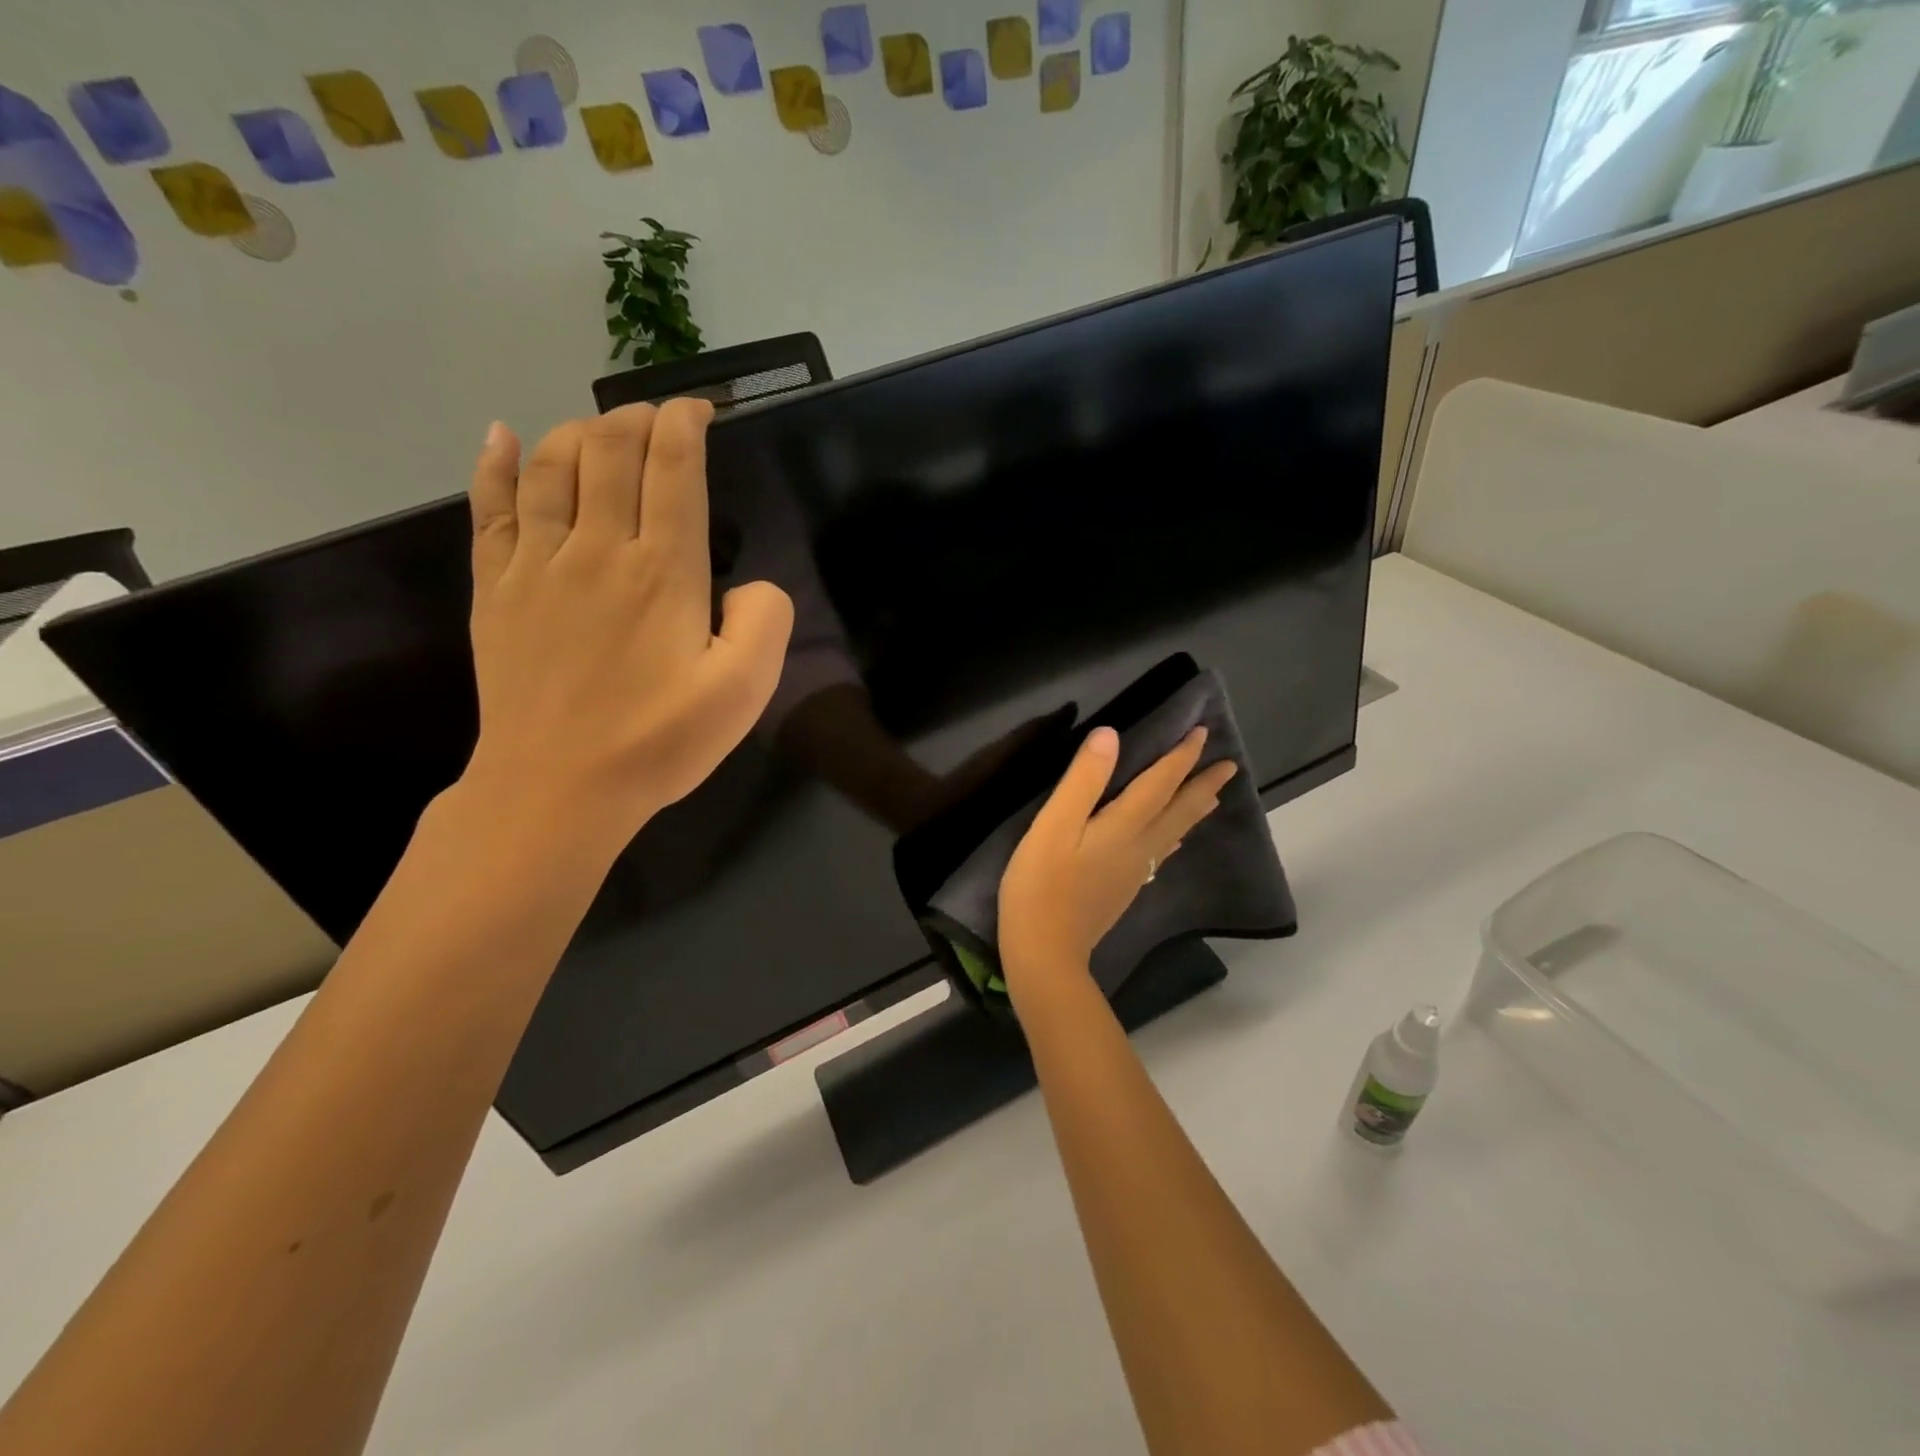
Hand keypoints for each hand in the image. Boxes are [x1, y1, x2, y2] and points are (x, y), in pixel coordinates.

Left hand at [460, 400, 793, 850]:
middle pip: (610, 450)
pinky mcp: (496, 589)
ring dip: (579, 431)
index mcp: (664, 571)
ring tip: (602, 429)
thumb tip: (748, 585)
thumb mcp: (744, 691)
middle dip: (638, 419)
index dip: (686, 426)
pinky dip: (494, 463)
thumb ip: (766, 622)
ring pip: (550, 465)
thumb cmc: (659, 742)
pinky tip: (500, 435)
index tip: (699, 412)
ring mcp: (537, 565)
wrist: (557, 788)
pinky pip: (489, 507)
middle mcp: (598, 548)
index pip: (673, 469)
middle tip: (658, 417)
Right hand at [999, 726, 1236, 999]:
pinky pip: (1162, 853)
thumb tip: (1111, 735)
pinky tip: (1173, 842)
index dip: (1181, 757)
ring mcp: (1135, 871)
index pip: (1161, 783)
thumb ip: (1083, 780)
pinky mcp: (1125, 889)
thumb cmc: (1042, 884)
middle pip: (1180, 810)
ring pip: (1175, 833)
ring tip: (1213, 797)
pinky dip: (1175, 837)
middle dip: (1203, 785)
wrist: (1045, 951)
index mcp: (1125, 826)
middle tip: (1229, 766)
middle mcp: (1140, 846)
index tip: (1202, 733)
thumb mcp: (1054, 825)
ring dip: (1196, 810)